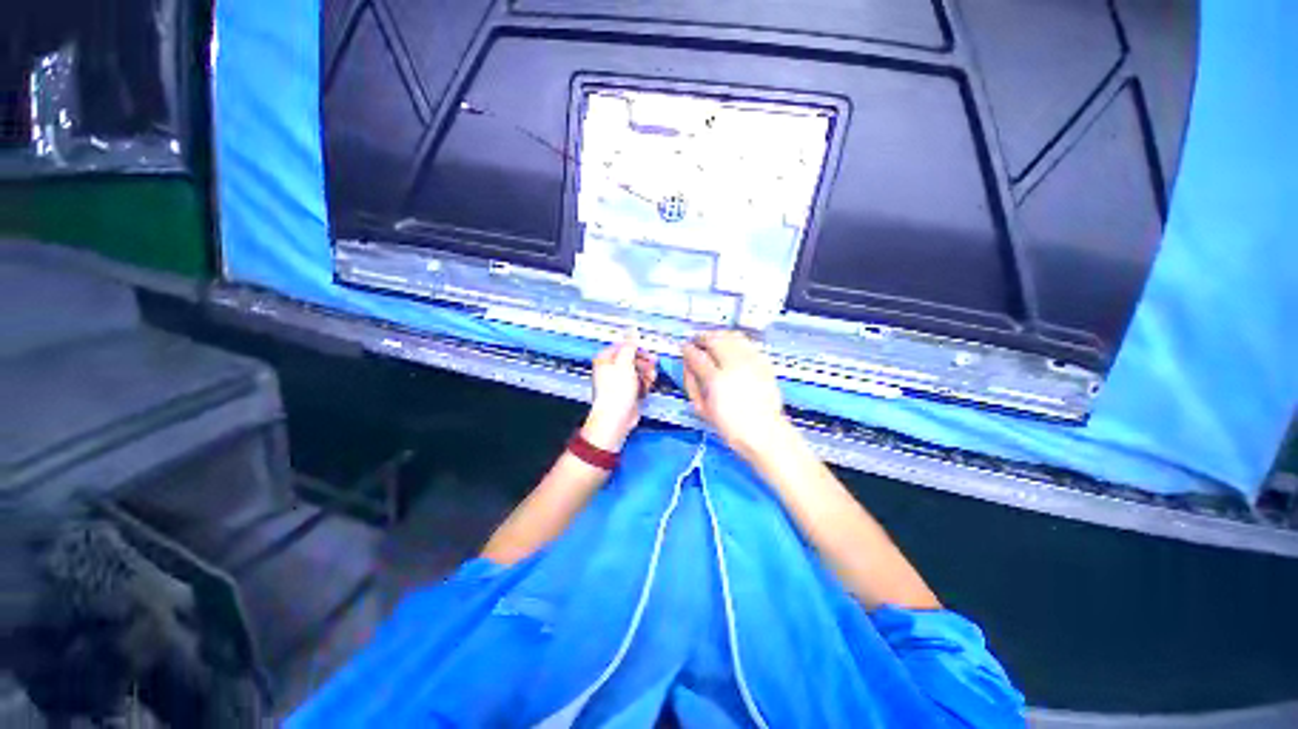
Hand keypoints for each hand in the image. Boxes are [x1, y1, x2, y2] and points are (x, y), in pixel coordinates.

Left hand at [582, 335, 656, 450]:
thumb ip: (630, 346)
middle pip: (632, 358)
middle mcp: (611, 369)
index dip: (637, 348)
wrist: (616, 419)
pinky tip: (647, 387)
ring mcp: (619, 381)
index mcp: (605, 359)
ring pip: (638, 370)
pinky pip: (639, 382)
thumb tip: (632, 329)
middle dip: (644, 362)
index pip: (623, 346)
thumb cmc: (616, 391)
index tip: (647, 352)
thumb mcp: (625, 363)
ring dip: (647, 373)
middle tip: (652, 366)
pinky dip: (645, 384)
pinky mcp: (627, 392)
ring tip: (650, 379)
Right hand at [682, 331, 790, 458]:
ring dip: (718, 335)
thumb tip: (688, 367)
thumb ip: (692, 385)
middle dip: (701, 338)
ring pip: (731, 337)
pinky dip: (735, 339)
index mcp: (715, 381)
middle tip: (696, 341)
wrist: (763, 432)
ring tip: (711, 339)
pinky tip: (730, 343)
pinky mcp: (763, 363)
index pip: (696, 357)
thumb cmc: (731, 426)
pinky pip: (747, 343)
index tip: (684, 347)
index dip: (687, 350)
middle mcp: (733, 367)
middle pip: (714, 341)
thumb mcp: (703, 409)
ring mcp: (751, 363)